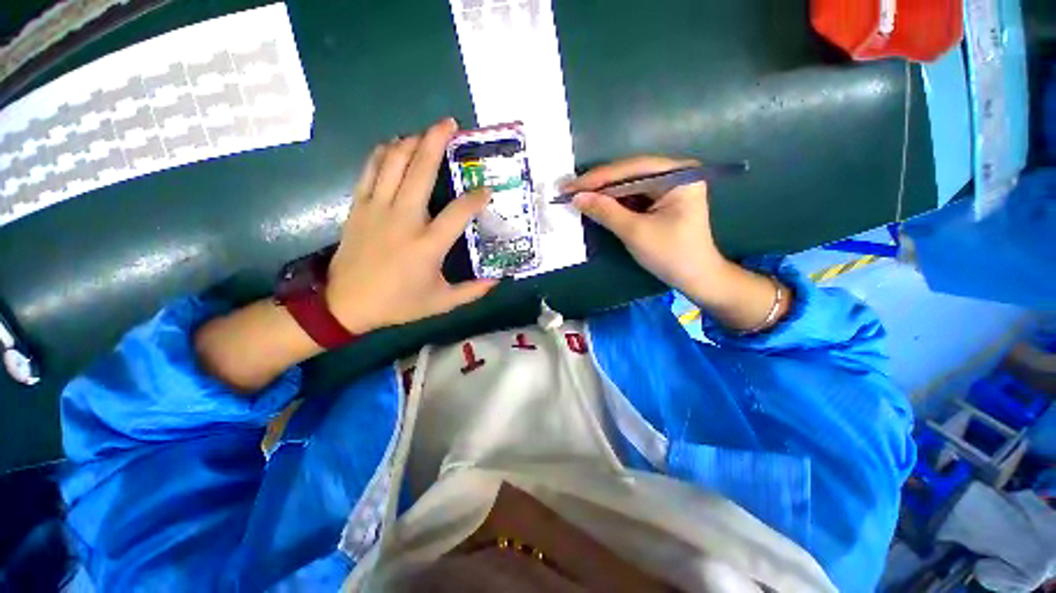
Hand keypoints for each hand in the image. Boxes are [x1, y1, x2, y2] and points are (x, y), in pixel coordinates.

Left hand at [325, 118, 497, 332]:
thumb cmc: (397, 303)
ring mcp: (378, 208)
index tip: (486, 191)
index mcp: (428, 245)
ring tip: (426, 132)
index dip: (476, 198)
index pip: (459, 212)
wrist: (345, 303)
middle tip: (451, 123)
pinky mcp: (359, 206)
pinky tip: (394, 145)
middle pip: (421, 170)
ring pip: (394, 162)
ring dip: (411, 141)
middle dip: (437, 141)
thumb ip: (472, 291)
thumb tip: (496, 280)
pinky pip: (371, 169)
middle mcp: (404, 219)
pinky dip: (383, 152)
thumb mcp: (441, 302)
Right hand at [563, 155, 731, 300]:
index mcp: (677, 174)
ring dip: (603, 193)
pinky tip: (595, 204)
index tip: (569, 187)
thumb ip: (606, 211)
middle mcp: (674, 173)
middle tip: (568, 190)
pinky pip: (632, 196)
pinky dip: (613, 202)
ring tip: (576, 196)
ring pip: (628, 185)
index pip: (631, 169)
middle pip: (629, 174)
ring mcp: (668, 186)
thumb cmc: (671, 254)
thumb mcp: (635, 232)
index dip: (597, 178)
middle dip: (598, 185)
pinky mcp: (661, 200)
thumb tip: (576, 197)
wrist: (695, 278)